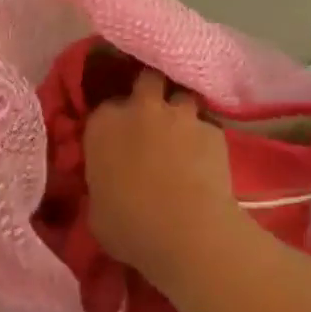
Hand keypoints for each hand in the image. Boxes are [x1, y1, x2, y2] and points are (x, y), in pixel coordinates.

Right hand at [82, 69, 240, 289]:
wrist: (186, 231)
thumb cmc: (130, 227)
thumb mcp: (97, 209)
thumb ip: (102, 182)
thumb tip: (109, 182)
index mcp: (104, 124)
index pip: (106, 106)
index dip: (115, 120)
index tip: (119, 136)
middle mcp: (141, 107)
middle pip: (147, 80)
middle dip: (151, 92)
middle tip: (153, 116)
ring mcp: (181, 114)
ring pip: (182, 95)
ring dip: (181, 110)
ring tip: (183, 132)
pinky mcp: (213, 128)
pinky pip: (207, 124)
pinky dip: (205, 136)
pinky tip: (207, 156)